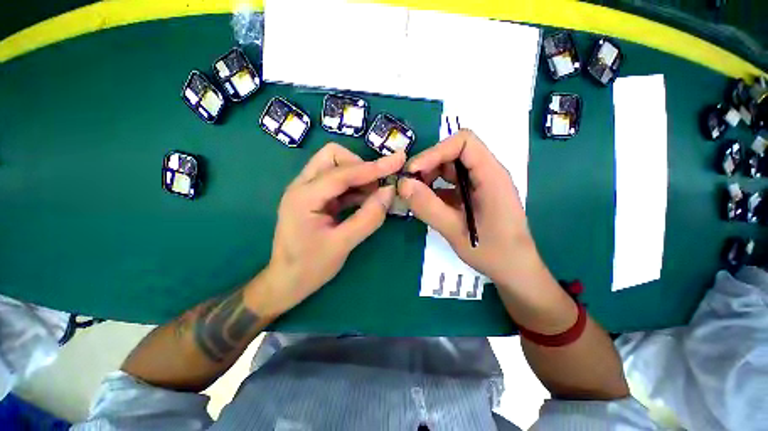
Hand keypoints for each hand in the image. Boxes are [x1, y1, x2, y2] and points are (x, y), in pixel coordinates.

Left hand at [257, 143, 404, 315]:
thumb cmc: (310, 267)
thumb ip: (368, 217)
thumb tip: (389, 192)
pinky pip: (338, 183)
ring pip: (336, 166)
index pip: (343, 173)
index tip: (398, 160)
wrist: (286, 282)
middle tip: (378, 185)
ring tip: (376, 194)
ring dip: (359, 176)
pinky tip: (367, 200)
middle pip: (333, 156)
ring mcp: (308, 191)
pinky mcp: (315, 199)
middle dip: (360, 166)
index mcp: (304, 196)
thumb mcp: (343, 244)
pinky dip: (355, 187)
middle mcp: (303, 186)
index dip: (373, 167)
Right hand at [398, 129, 541, 290]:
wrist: (514, 269)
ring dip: (429, 177)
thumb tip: (402, 184)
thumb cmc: (492, 252)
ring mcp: (480, 184)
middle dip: (428, 165)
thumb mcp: (455, 230)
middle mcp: (487, 173)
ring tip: (415, 195)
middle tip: (409, 185)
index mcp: (490, 175)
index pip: (464, 142)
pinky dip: (435, 189)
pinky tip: (425, 202)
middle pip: (454, 153)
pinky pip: (451, 183)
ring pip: (450, 168)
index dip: (436, 151)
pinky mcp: (473, 195)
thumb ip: (428, 207)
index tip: (414, 171)